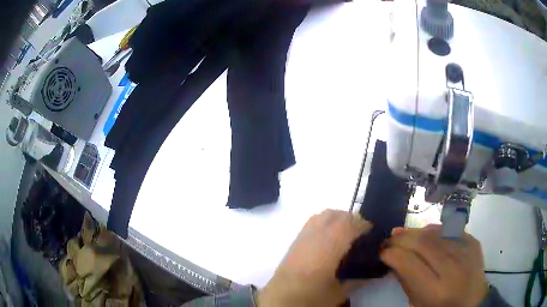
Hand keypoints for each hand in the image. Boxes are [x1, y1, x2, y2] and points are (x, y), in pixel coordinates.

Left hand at [259, 209, 372, 306]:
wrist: (280, 298)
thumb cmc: (310, 297)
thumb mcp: (338, 293)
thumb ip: (357, 281)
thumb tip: (373, 274)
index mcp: (329, 248)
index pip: (349, 225)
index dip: (363, 224)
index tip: (372, 231)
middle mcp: (316, 236)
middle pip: (337, 215)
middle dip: (352, 219)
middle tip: (361, 233)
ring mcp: (303, 236)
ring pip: (324, 214)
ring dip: (338, 218)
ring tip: (346, 232)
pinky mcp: (295, 240)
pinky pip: (313, 221)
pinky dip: (326, 221)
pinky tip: (329, 236)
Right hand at [380, 225, 488, 306]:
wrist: (472, 302)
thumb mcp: (418, 302)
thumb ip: (406, 280)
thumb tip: (393, 257)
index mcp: (436, 290)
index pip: (409, 263)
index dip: (392, 254)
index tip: (381, 251)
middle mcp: (453, 268)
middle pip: (422, 243)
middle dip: (401, 239)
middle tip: (389, 239)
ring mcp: (466, 252)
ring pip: (436, 233)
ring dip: (415, 232)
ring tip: (402, 233)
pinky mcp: (473, 242)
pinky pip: (449, 231)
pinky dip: (434, 231)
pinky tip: (424, 233)